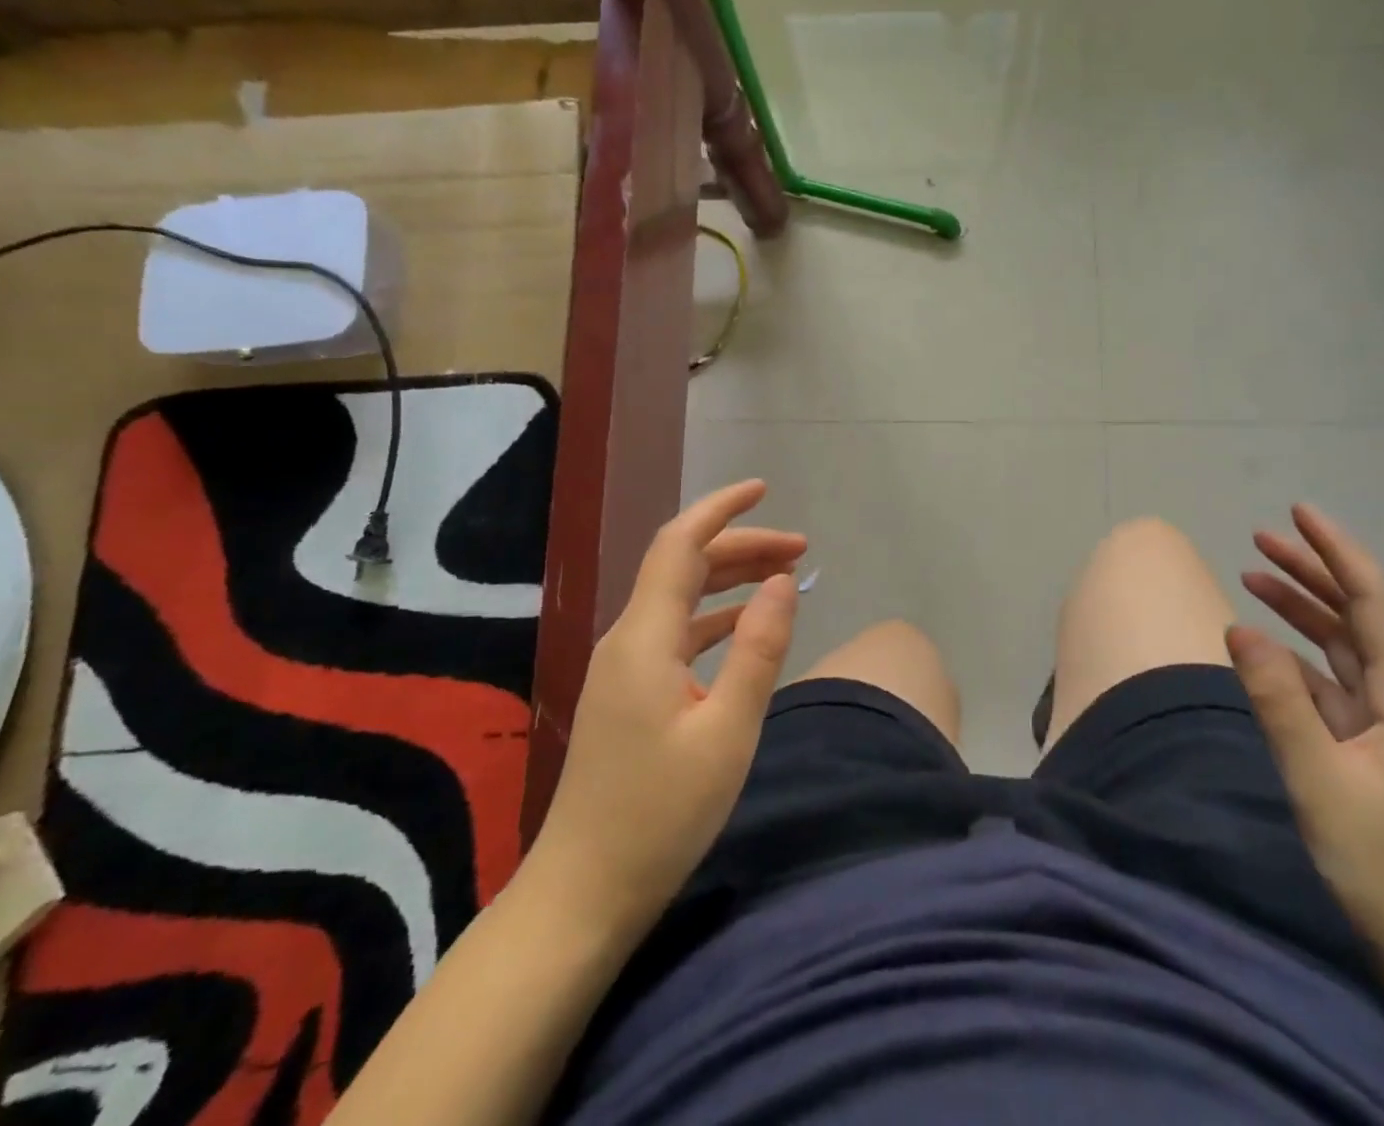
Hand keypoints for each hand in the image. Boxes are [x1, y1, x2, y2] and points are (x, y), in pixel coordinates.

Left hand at [532, 480, 805, 938]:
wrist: (582, 895)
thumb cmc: (660, 817)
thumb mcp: (727, 733)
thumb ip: (758, 650)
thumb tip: (785, 582)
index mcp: (645, 638)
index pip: (680, 544)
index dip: (721, 509)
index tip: (764, 489)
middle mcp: (627, 639)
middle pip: (683, 565)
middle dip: (741, 546)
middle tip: (801, 550)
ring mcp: (623, 667)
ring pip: (680, 597)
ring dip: (730, 579)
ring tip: (784, 577)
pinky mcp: (627, 693)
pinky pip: (675, 631)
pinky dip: (714, 616)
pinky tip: (744, 625)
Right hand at [1228, 503, 1383, 1016]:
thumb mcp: (1322, 785)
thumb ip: (1278, 701)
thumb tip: (1238, 627)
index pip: (1375, 604)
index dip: (1339, 553)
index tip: (1298, 512)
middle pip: (1361, 618)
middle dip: (1314, 572)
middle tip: (1260, 537)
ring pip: (1348, 649)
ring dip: (1304, 611)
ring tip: (1253, 578)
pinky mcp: (1380, 757)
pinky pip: (1338, 687)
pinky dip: (1302, 658)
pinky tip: (1271, 652)